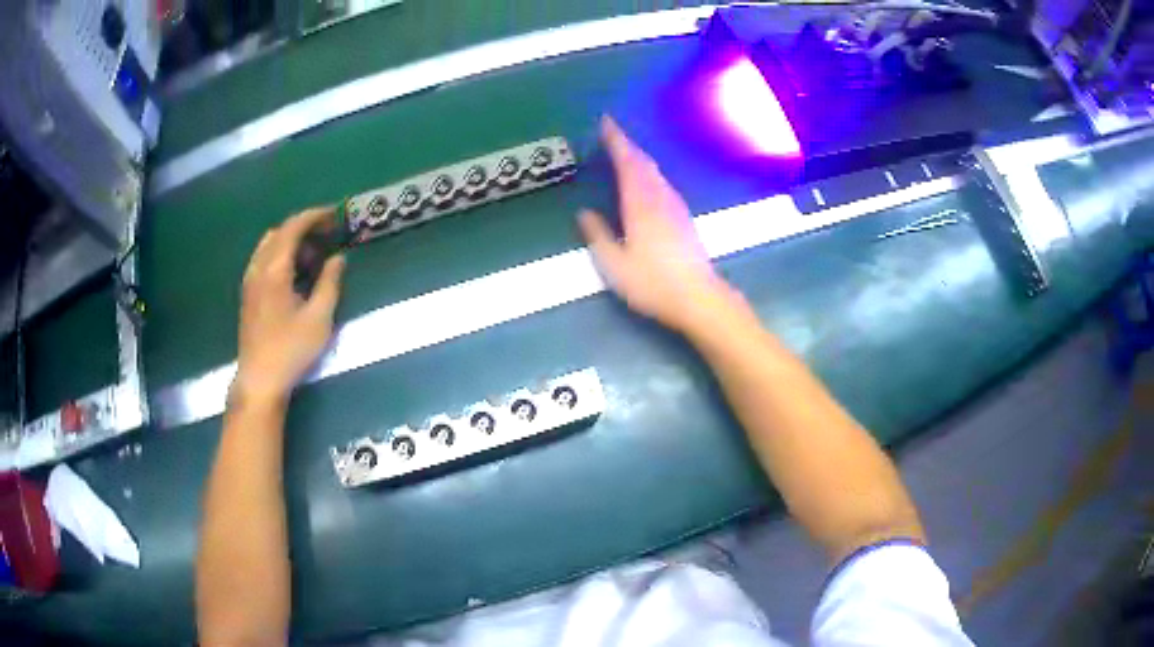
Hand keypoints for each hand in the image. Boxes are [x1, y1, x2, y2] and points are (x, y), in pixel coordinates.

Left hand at [234, 208, 345, 404]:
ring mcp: (250, 280)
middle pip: (280, 232)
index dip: (314, 217)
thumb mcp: (319, 318)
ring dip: (292, 242)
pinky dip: (281, 255)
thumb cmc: (291, 349)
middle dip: (304, 227)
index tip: (335, 216)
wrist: (260, 379)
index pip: (293, 227)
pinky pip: (264, 259)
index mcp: (274, 269)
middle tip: (328, 237)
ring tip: (314, 258)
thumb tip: (338, 258)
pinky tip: (295, 275)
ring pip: (269, 245)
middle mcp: (258, 268)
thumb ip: (330, 283)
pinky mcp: (248, 293)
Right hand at [579, 116, 727, 332]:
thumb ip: (598, 235)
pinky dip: (650, 174)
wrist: (698, 298)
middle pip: (644, 163)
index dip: (616, 140)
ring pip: (656, 173)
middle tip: (612, 134)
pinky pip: (663, 184)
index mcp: (640, 204)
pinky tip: (646, 183)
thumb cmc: (652, 282)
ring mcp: (676, 207)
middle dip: (628, 145)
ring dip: (640, 159)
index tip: (606, 121)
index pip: (627, 162)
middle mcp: (660, 198)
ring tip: (625, 154)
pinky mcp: (684, 219)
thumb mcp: (614, 264)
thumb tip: (585, 213)